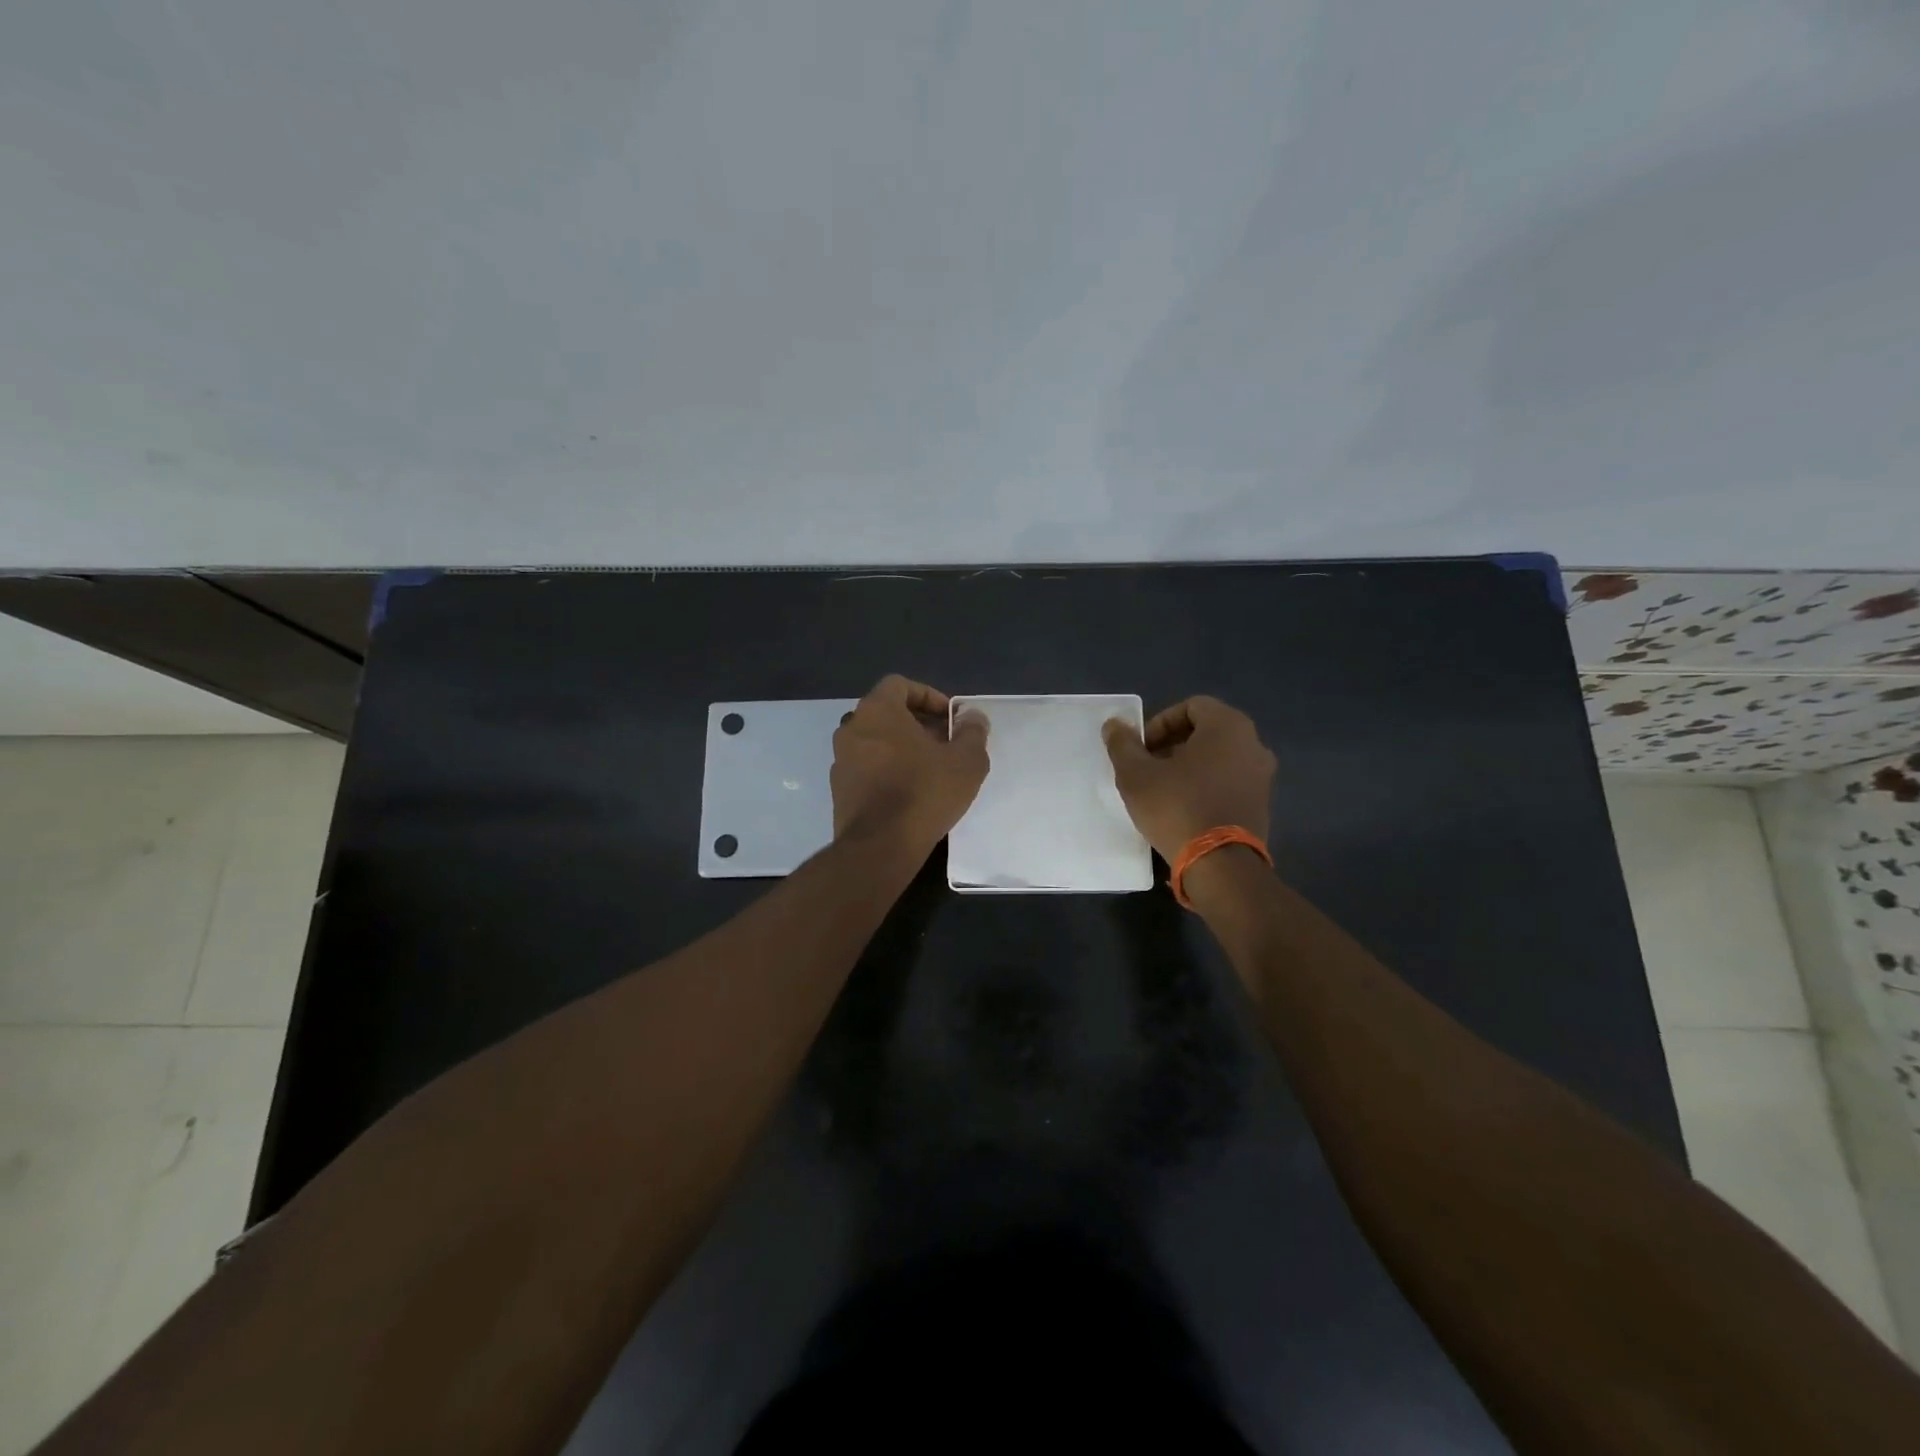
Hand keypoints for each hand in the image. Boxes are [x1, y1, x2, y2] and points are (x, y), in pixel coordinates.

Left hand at [831, 676, 989, 852]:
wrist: (880, 847)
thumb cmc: (924, 793)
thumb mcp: (966, 761)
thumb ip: (972, 732)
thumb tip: (972, 717)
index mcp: (877, 711)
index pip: (900, 685)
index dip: (929, 697)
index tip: (951, 719)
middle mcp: (851, 729)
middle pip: (887, 714)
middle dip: (919, 724)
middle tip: (947, 745)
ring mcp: (840, 760)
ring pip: (876, 742)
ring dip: (903, 748)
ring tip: (932, 770)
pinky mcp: (839, 790)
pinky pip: (867, 768)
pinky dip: (888, 770)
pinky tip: (911, 793)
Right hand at [1102, 696, 1275, 861]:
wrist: (1220, 866)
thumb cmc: (1177, 807)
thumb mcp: (1136, 775)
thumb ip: (1123, 744)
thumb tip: (1114, 725)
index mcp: (1228, 726)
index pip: (1191, 706)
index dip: (1160, 723)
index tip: (1141, 749)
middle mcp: (1253, 744)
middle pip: (1206, 732)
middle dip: (1172, 745)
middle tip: (1147, 768)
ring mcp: (1262, 777)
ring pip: (1218, 759)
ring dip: (1188, 767)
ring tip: (1161, 791)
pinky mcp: (1262, 805)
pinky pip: (1228, 782)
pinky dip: (1206, 787)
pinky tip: (1183, 810)